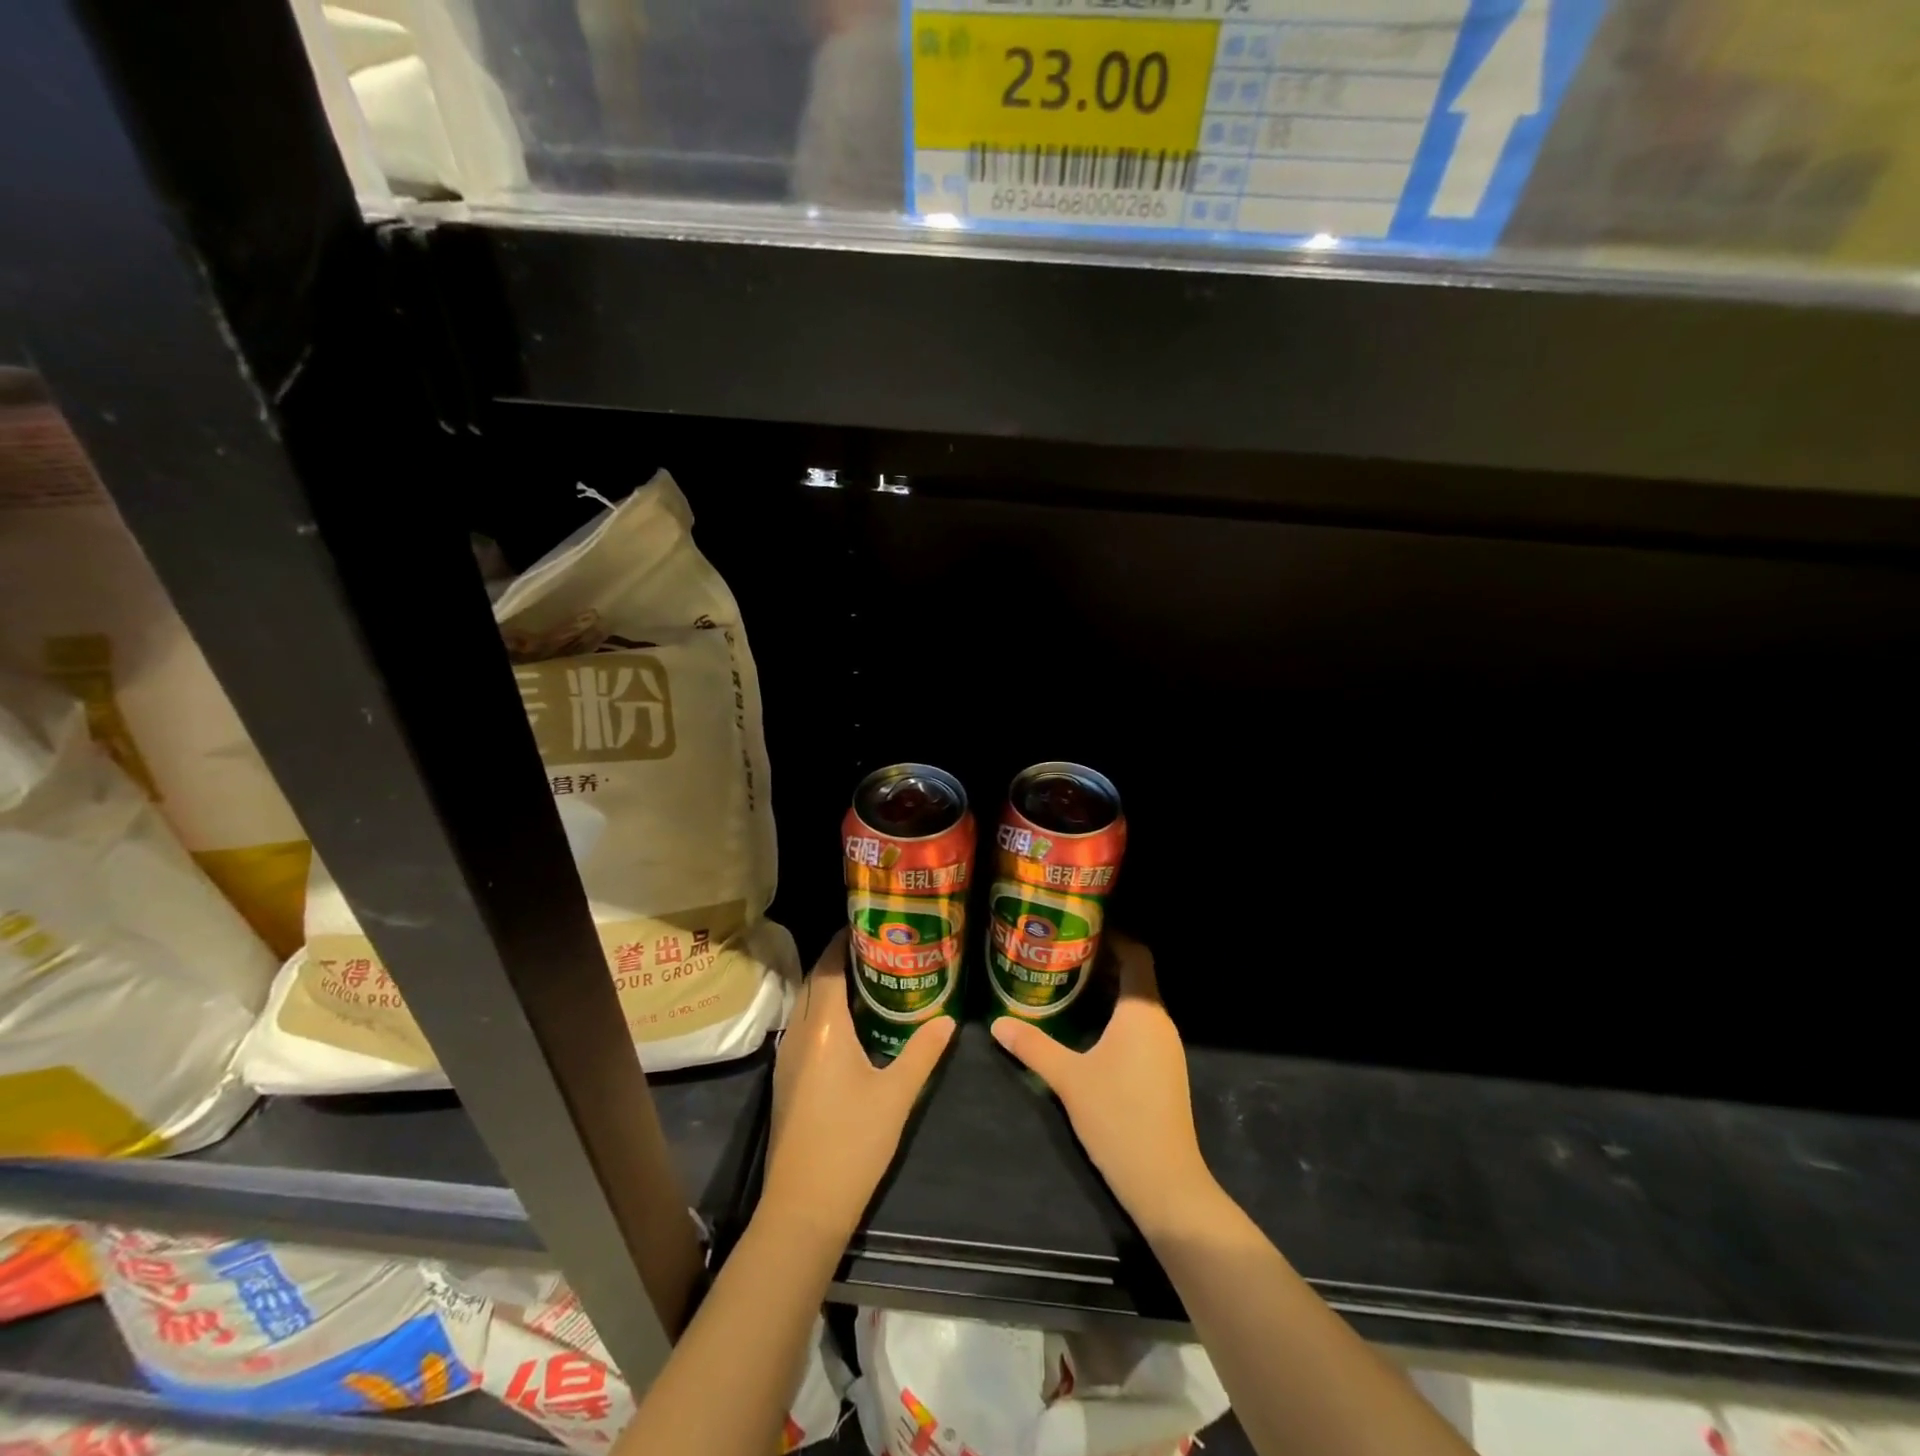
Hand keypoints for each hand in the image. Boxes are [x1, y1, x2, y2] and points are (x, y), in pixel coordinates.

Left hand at [763, 931, 955, 1243]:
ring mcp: (787, 1057)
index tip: (871, 924)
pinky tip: (852, 1023)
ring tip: (870, 977)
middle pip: (815, 980)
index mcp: (823, 1026)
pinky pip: (804, 1025)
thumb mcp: (896, 1095)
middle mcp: (798, 1032)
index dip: (846, 941)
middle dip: (840, 958)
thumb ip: (922, 1052)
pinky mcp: (786, 1079)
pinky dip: (824, 1010)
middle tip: (879, 947)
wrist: (802, 1208)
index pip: (830, 966)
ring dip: (830, 984)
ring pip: (806, 1003)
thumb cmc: (852, 1144)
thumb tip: (947, 1019)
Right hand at [990, 934, 1218, 1236]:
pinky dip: (1116, 1015)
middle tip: (1061, 952)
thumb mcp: (1068, 1078)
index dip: (1113, 936)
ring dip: (1108, 989)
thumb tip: (996, 1023)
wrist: (1165, 1182)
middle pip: (1136, 976)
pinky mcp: (1165, 1070)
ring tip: (1068, 982)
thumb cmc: (1119, 1117)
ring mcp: (1166, 1048)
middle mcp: (1160, 1022)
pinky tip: (1087, 1026)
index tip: (1080, 928)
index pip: (1137, 954)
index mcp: (1142, 1011)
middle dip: (1102, 961)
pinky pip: (1140, 1025)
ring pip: (1138, 1002)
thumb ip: (1032, 1045)